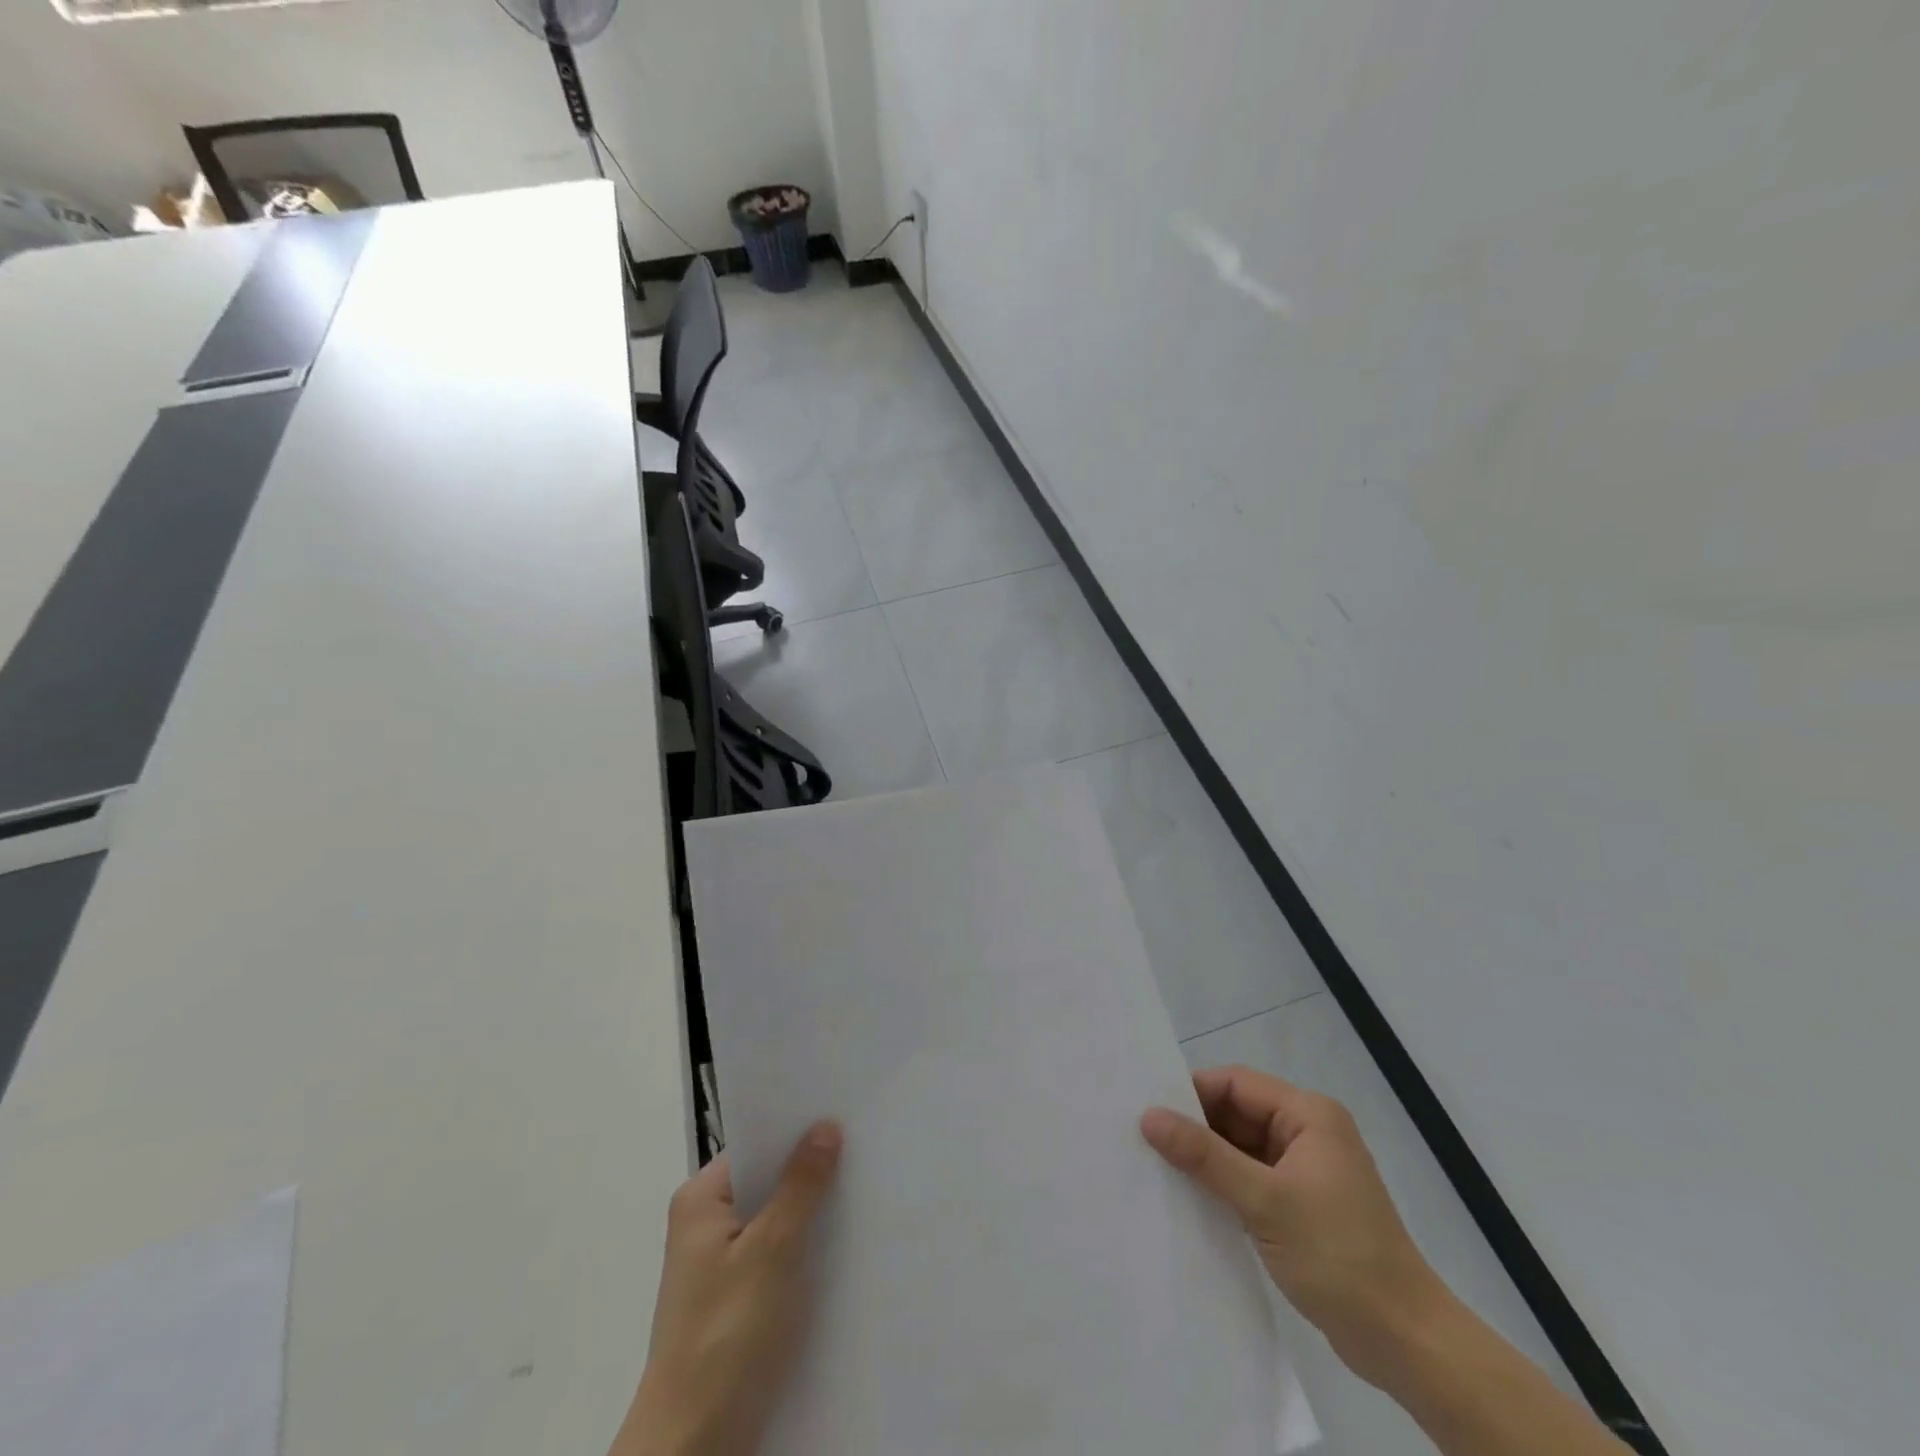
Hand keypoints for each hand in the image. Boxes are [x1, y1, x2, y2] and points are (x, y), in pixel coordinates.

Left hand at [613, 1123, 843, 1455]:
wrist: (694, 1446)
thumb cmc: (729, 1333)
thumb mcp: (773, 1249)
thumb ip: (801, 1185)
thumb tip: (825, 1126)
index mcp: (701, 1200)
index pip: (756, 1145)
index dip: (797, 1130)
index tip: (843, 1114)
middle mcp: (704, 1224)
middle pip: (766, 1180)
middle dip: (809, 1169)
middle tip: (862, 1146)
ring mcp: (718, 1264)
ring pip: (774, 1218)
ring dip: (810, 1210)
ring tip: (862, 1187)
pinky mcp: (735, 1298)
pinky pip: (775, 1253)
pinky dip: (803, 1246)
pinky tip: (842, 1242)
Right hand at [1142, 1067, 1451, 1389]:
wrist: (1406, 1343)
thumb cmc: (1338, 1257)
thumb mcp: (1264, 1201)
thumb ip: (1205, 1156)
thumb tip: (1149, 1117)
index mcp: (1309, 1115)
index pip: (1236, 1084)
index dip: (1192, 1093)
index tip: (1147, 1111)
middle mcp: (1307, 1133)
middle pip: (1237, 1113)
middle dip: (1195, 1127)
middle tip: (1143, 1140)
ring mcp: (1305, 1171)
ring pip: (1240, 1148)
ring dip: (1206, 1160)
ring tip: (1155, 1168)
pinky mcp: (1300, 1206)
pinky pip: (1250, 1179)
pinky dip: (1223, 1186)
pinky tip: (1188, 1199)